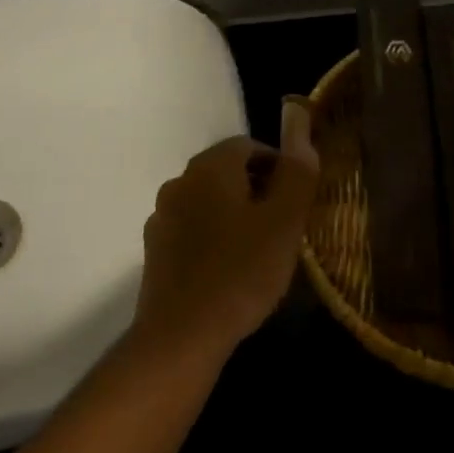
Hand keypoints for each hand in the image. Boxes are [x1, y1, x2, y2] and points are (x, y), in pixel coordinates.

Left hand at [133, 102, 320, 363]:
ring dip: (234, 214)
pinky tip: (229, 269)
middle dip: (257, 189)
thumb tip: (298, 116)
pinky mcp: (155, 249)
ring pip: (208, 201)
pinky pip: (192, 229)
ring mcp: (162, 216)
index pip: (248, 146)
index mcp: (210, 167)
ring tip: (260, 249)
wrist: (182, 336)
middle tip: (284, 225)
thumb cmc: (241, 272)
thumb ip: (296, 170)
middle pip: (226, 171)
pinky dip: (212, 237)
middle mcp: (180, 181)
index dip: (278, 166)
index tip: (297, 198)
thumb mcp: (284, 221)